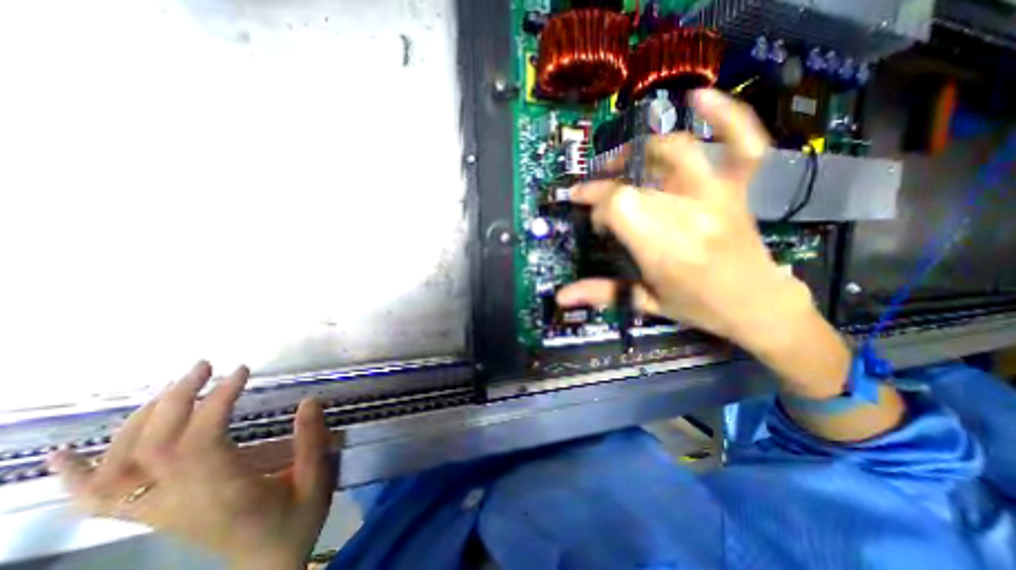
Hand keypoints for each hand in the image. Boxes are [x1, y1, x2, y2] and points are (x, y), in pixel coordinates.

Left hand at [46, 362, 334, 566]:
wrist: (268, 564)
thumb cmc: (297, 520)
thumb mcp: (317, 479)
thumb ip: (312, 441)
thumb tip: (308, 401)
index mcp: (225, 493)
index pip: (201, 441)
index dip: (216, 401)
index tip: (241, 371)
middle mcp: (181, 502)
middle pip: (153, 447)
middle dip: (176, 398)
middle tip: (205, 366)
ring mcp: (160, 512)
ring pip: (119, 468)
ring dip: (139, 420)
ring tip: (173, 387)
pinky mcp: (156, 515)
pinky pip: (97, 500)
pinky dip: (76, 475)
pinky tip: (69, 452)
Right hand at [553, 88, 815, 351]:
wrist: (757, 305)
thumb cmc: (697, 307)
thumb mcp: (645, 302)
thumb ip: (600, 293)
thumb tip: (560, 297)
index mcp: (664, 249)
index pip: (617, 205)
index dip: (596, 206)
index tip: (593, 220)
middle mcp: (689, 215)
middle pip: (635, 182)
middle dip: (606, 186)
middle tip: (594, 194)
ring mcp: (717, 196)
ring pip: (674, 153)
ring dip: (640, 153)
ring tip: (620, 162)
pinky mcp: (737, 189)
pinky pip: (741, 143)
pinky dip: (725, 115)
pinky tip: (697, 98)